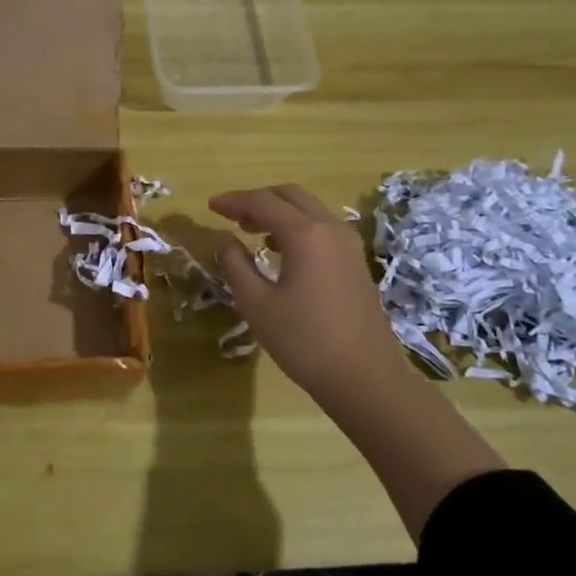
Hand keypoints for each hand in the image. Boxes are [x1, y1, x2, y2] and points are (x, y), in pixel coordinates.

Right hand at [209, 184, 413, 413]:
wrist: (365, 379)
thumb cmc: (304, 341)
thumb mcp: (257, 304)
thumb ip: (236, 265)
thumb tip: (225, 240)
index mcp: (305, 234)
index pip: (263, 202)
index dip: (234, 201)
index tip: (210, 206)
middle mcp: (331, 229)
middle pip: (290, 196)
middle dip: (258, 199)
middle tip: (231, 215)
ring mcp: (349, 245)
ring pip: (309, 210)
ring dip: (279, 212)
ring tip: (251, 230)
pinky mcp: (356, 262)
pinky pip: (322, 228)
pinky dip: (297, 227)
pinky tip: (280, 250)